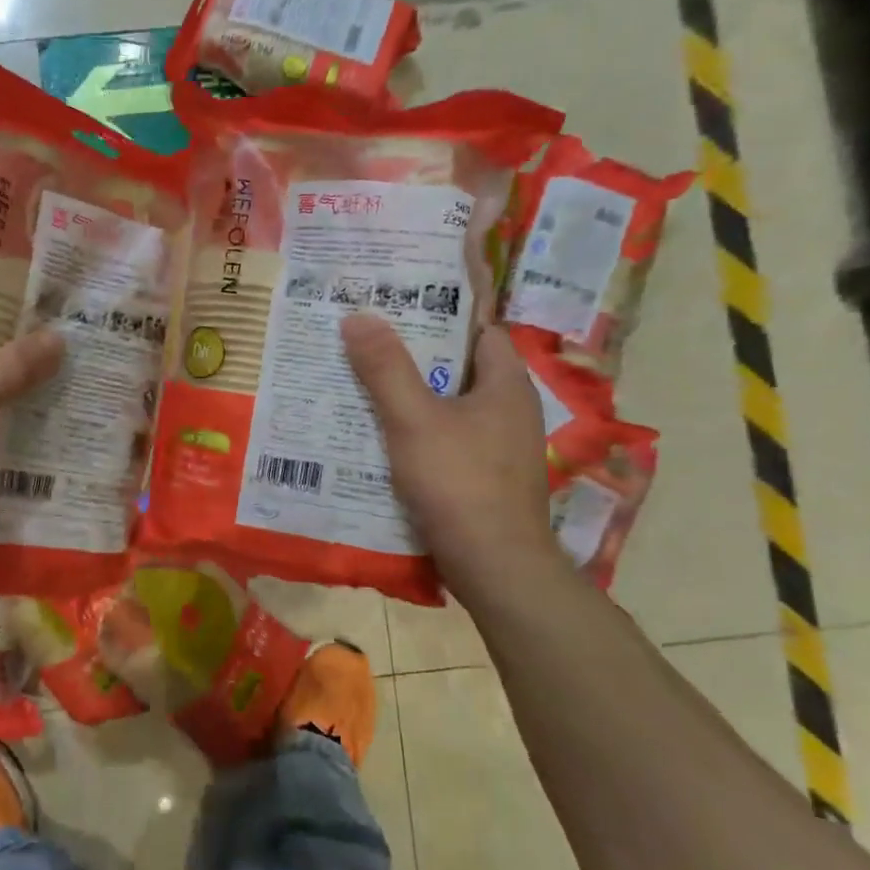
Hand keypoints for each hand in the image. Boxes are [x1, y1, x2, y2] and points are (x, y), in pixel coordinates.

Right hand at [342, 314, 559, 585]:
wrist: (495, 566)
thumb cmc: (460, 482)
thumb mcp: (414, 419)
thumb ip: (386, 368)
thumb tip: (358, 315)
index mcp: (507, 384)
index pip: (479, 329)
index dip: (442, 312)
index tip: (399, 303)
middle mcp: (511, 410)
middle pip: (460, 367)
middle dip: (417, 355)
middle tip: (368, 341)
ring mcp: (501, 447)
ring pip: (451, 406)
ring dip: (414, 396)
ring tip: (364, 384)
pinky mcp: (486, 478)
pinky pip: (448, 439)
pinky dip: (418, 432)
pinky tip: (382, 438)